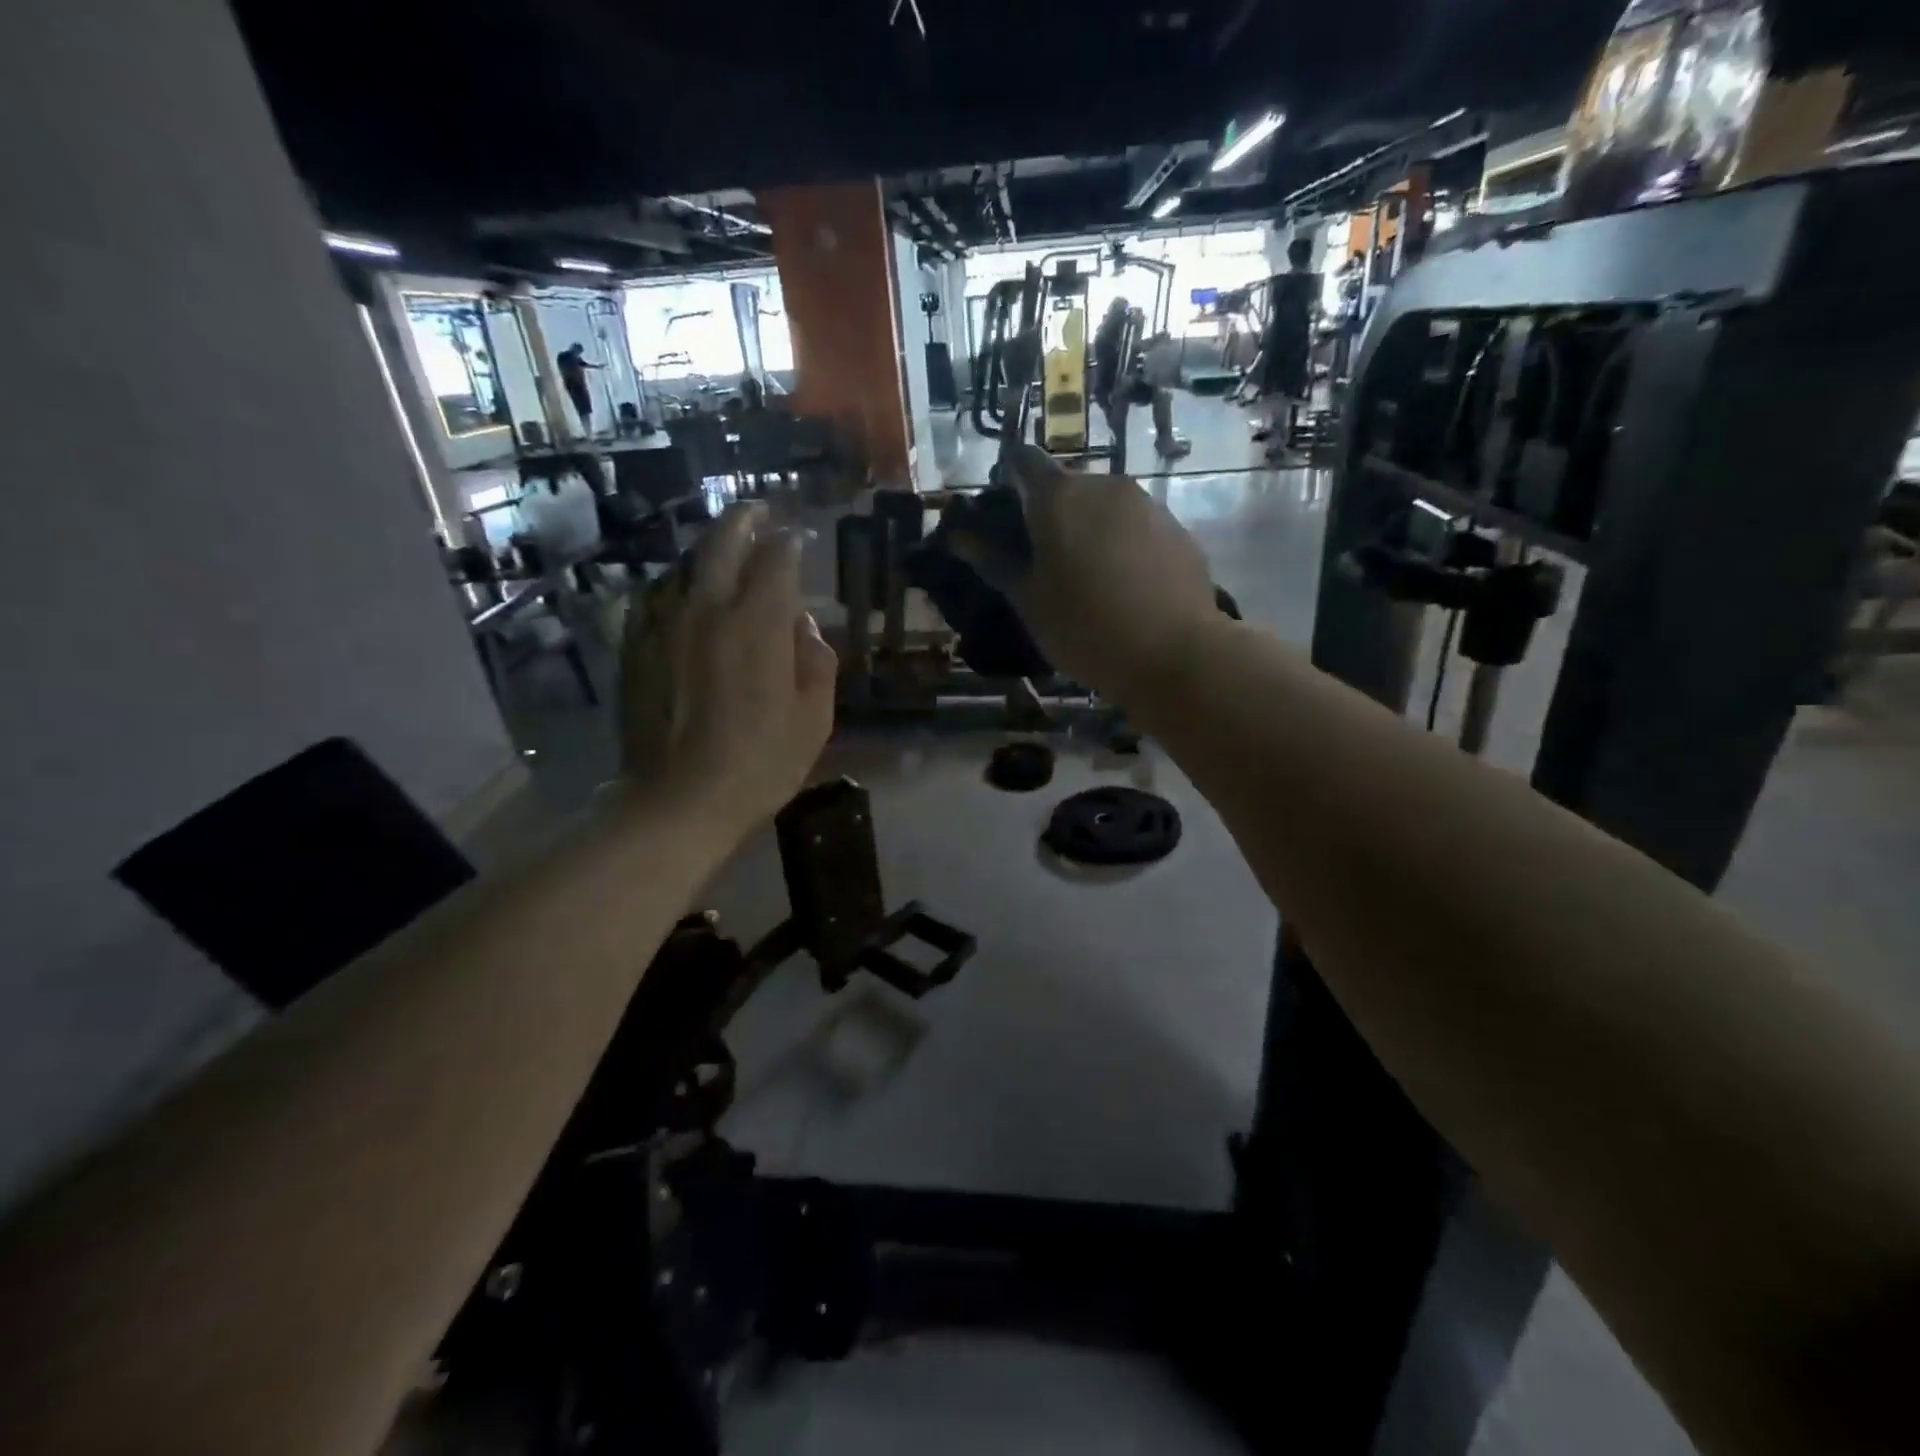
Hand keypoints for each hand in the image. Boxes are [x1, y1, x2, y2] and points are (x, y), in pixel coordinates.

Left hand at [619, 503, 836, 836]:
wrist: (678, 800)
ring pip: (685, 563)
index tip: (799, 538)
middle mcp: (707, 608)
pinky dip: (677, 581)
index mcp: (757, 624)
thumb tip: (802, 624)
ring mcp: (664, 624)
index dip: (790, 543)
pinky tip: (684, 589)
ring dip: (709, 547)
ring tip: (725, 545)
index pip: (776, 559)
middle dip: (745, 521)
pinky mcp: (636, 646)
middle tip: (759, 512)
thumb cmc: (760, 763)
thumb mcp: (814, 718)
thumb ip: (816, 660)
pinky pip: (656, 595)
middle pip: (723, 542)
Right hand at [953, 445, 1218, 700]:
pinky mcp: (1176, 529)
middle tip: (1041, 561)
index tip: (1002, 514)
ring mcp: (1147, 504)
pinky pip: (1135, 526)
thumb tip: (958, 533)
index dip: (1007, 479)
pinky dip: (1120, 544)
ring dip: (1087, 528)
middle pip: (1065, 485)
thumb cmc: (1084, 628)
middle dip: (1048, 513)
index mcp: (1059, 496)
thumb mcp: (1028, 599)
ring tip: (1085, 578)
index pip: (1022, 460)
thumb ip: (992, 559)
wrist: (1174, 654)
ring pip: (1103, 506)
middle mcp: (1105, 484)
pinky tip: (1123, 586)